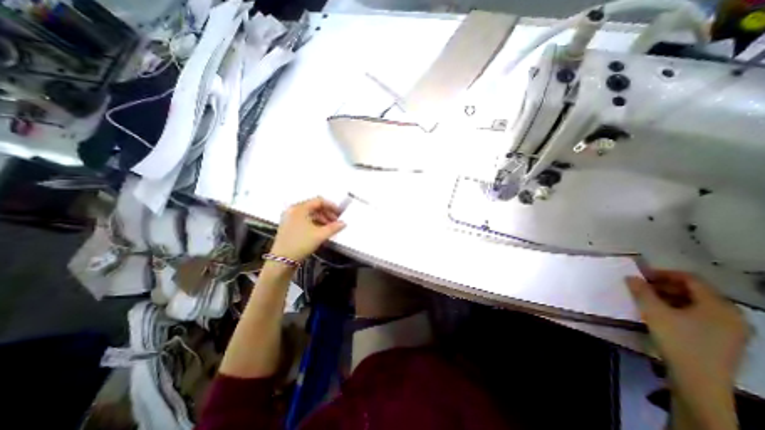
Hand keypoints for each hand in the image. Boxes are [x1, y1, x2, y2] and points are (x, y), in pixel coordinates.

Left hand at [268, 196, 347, 262]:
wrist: (282, 260)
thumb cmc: (300, 244)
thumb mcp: (320, 235)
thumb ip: (334, 227)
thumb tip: (343, 223)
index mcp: (299, 208)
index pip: (319, 201)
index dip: (331, 206)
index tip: (339, 213)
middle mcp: (293, 210)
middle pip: (314, 207)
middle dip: (327, 214)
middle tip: (336, 222)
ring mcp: (289, 218)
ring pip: (309, 214)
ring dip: (321, 219)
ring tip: (330, 228)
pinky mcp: (289, 226)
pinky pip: (304, 220)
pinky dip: (314, 223)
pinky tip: (321, 231)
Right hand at [627, 273, 746, 388]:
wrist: (698, 380)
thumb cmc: (677, 340)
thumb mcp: (653, 312)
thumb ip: (641, 291)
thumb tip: (631, 277)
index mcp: (719, 306)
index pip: (691, 279)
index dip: (663, 273)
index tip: (641, 275)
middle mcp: (731, 314)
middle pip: (696, 291)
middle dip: (666, 286)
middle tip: (642, 288)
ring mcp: (732, 329)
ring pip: (697, 304)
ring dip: (671, 297)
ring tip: (649, 300)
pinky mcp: (725, 340)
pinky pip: (701, 315)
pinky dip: (680, 309)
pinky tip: (663, 314)